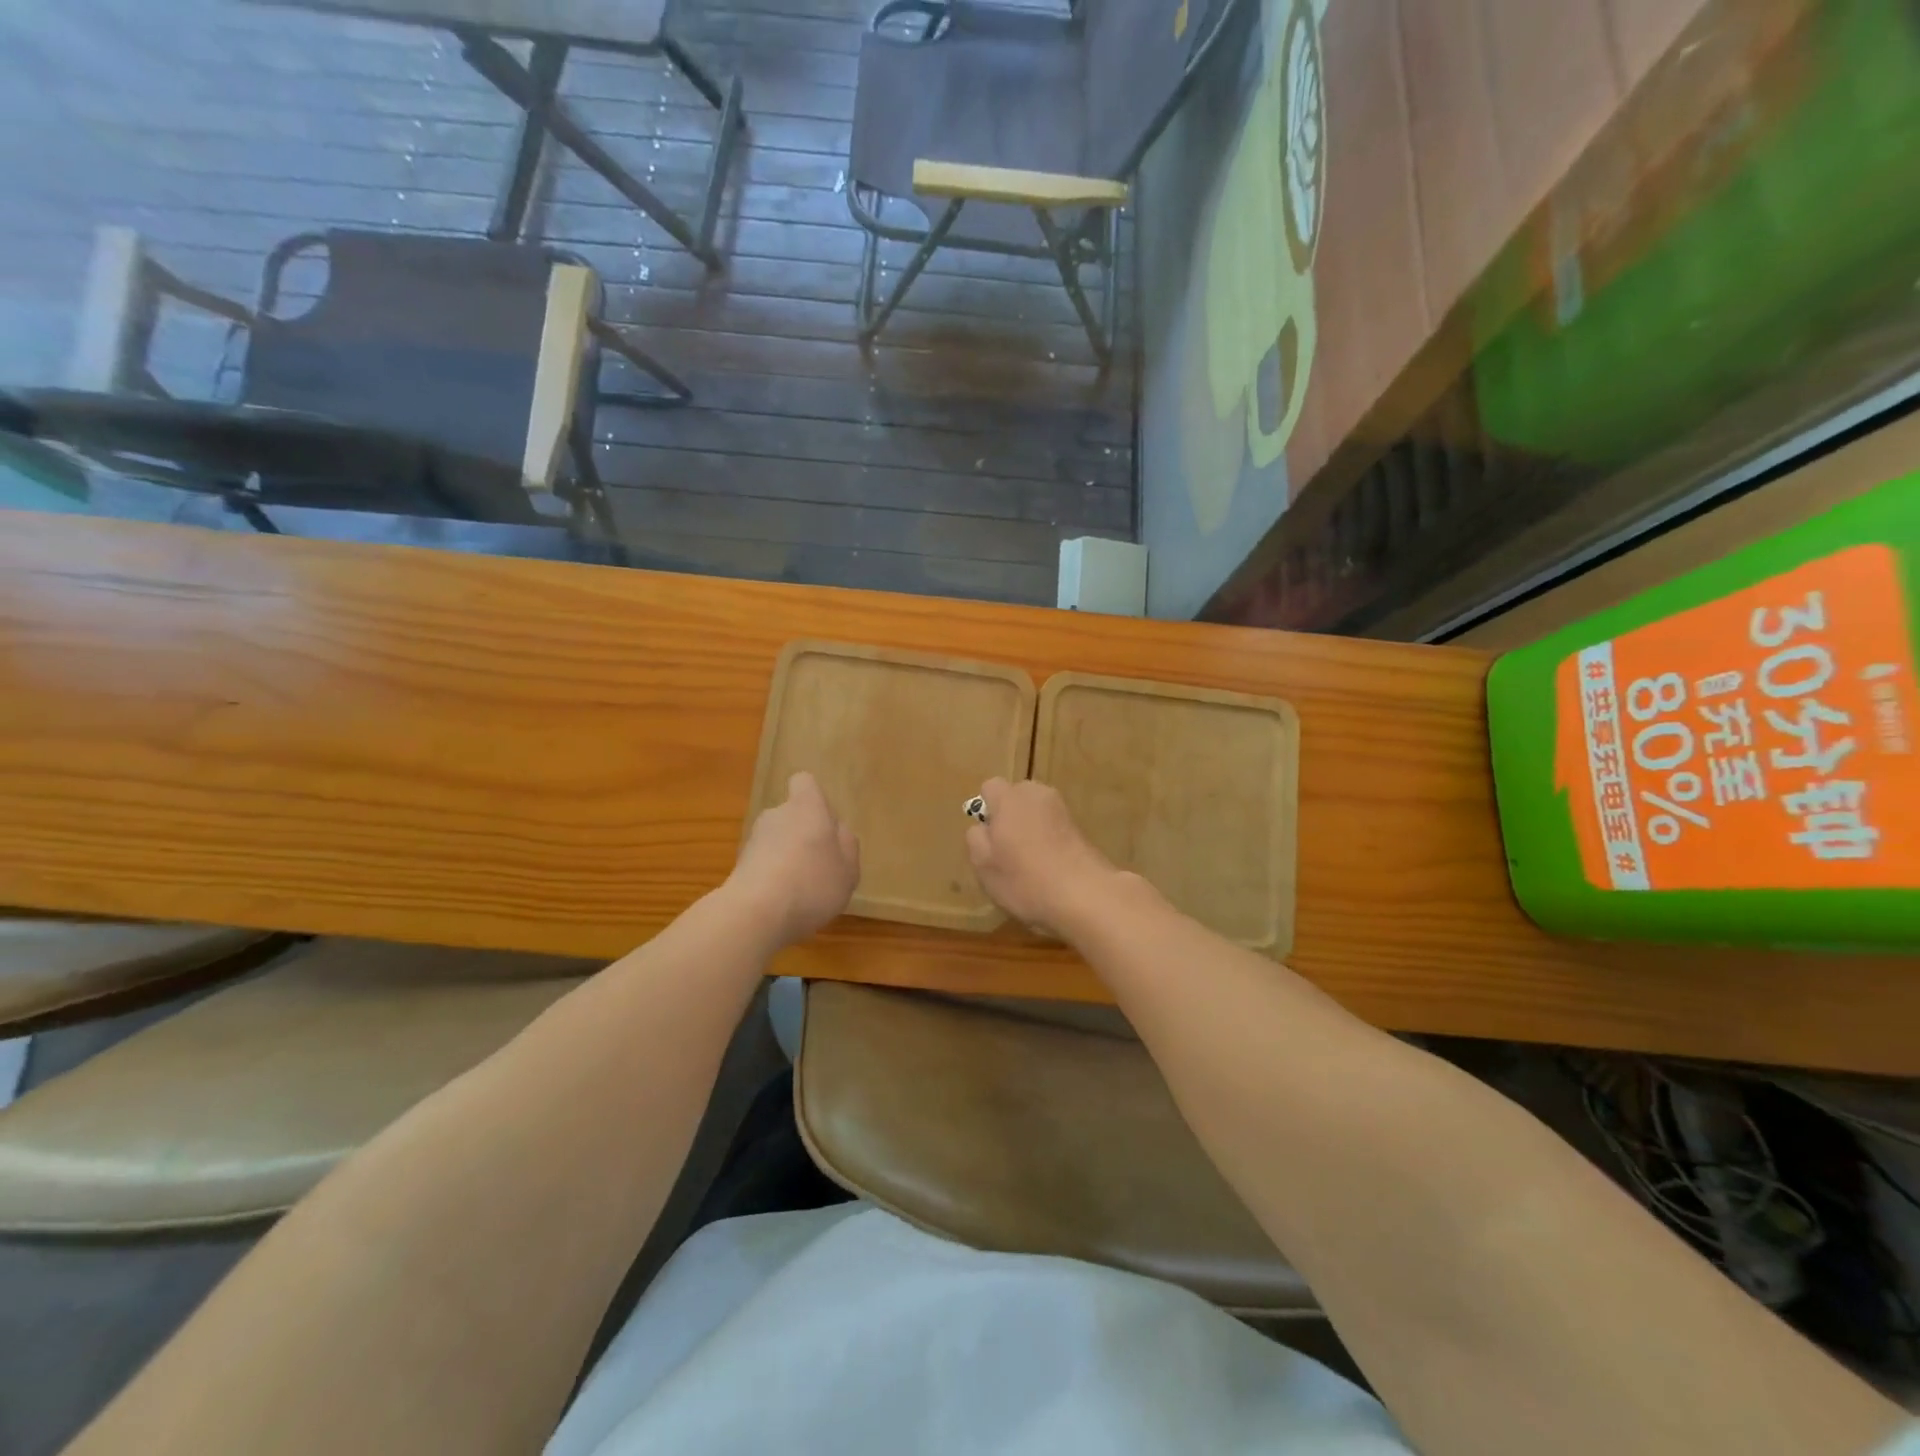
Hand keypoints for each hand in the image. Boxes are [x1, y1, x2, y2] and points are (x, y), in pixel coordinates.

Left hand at [729, 772, 860, 948]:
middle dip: (803, 834)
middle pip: (791, 815)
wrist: (755, 913)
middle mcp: (776, 815)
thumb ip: (847, 845)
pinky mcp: (738, 866)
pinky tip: (781, 903)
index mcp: (807, 807)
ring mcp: (753, 840)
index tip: (824, 823)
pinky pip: (762, 864)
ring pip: (776, 840)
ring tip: (801, 890)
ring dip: (786, 857)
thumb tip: (837, 831)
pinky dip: (771, 877)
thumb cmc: (812, 882)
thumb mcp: (848, 868)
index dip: (813, 799)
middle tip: (819, 865)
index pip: (804, 782)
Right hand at [965, 778, 1117, 936]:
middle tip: (1006, 852)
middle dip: (1009, 817)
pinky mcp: (1080, 828)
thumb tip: (982, 826)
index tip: (989, 838)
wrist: (1085, 895)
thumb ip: (976, 838)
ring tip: (1030, 863)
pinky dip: (1048, 841)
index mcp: (1009, 798)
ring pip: (1036, 813)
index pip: (990, 787)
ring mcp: (1062, 810)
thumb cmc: (1024, 879)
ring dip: (1030, 830)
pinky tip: (1049, 868)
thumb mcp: (983, 865)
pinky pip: (1053, 827)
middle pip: (1016, 797)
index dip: (986, 810)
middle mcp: (1037, 794)